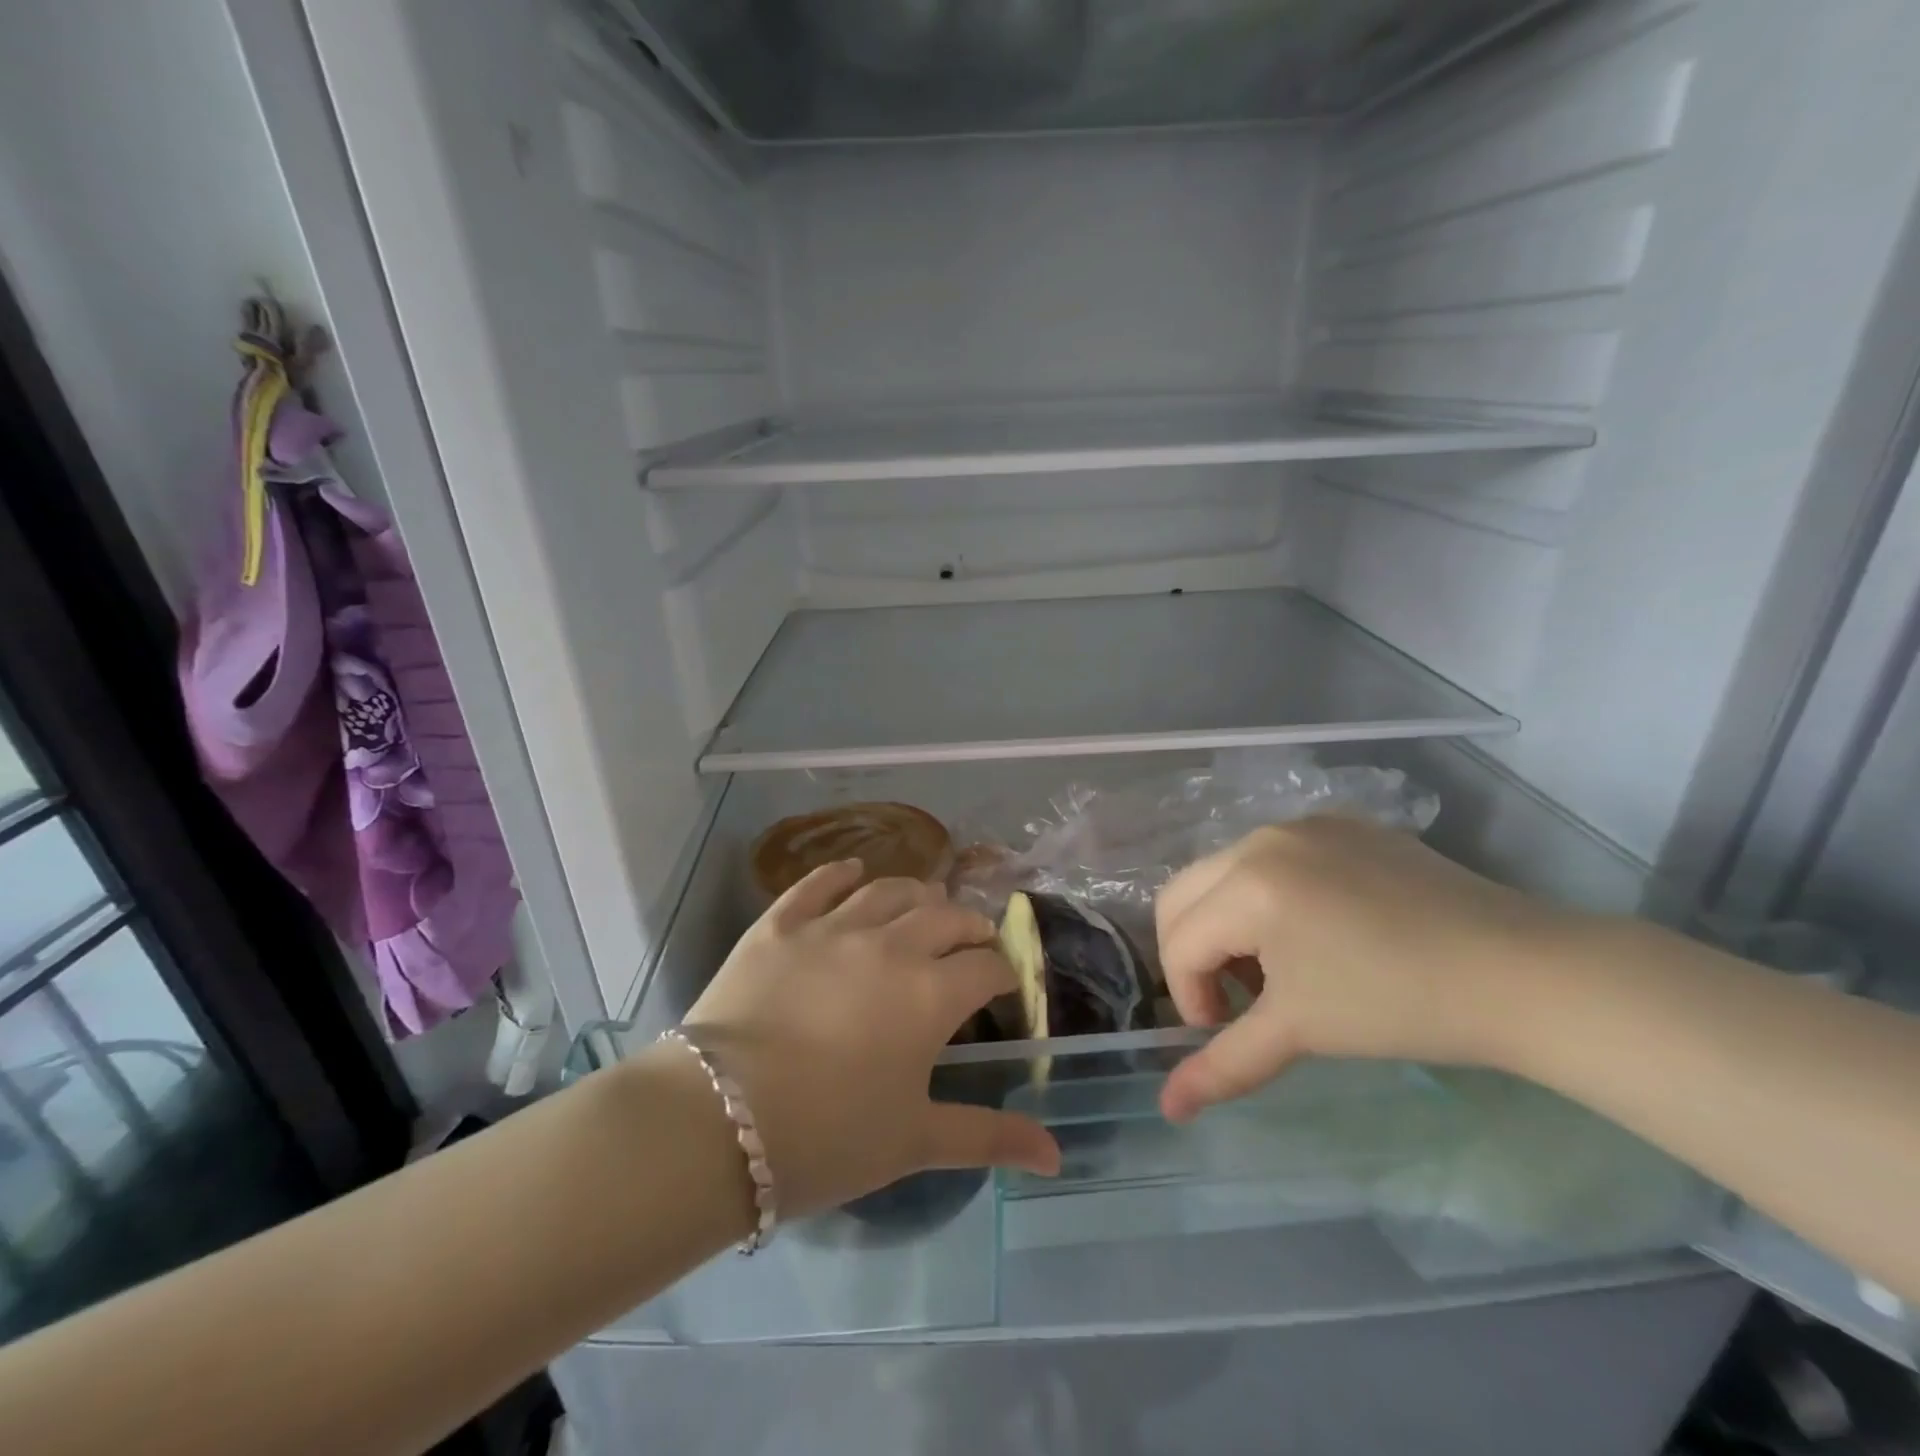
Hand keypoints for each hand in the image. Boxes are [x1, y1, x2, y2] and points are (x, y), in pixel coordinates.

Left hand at [681, 860, 1059, 1217]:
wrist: (717, 1122)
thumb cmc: (827, 1138)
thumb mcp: (914, 1141)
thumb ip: (989, 1137)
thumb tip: (1057, 1156)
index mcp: (931, 993)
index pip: (986, 966)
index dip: (1003, 974)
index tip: (1003, 989)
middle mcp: (890, 944)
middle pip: (946, 916)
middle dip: (969, 927)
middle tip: (972, 941)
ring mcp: (832, 927)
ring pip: (889, 890)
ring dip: (916, 894)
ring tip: (925, 905)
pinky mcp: (780, 923)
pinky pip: (818, 884)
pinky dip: (841, 874)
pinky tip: (853, 872)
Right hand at [1156, 818, 1577, 1122]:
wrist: (1522, 972)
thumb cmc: (1398, 1004)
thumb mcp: (1300, 1032)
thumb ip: (1223, 1066)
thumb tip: (1169, 1109)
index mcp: (1247, 883)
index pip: (1179, 942)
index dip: (1189, 997)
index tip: (1224, 1032)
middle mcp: (1262, 839)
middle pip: (1183, 896)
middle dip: (1193, 953)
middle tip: (1234, 1000)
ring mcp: (1303, 825)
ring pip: (1223, 873)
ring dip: (1226, 925)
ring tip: (1276, 970)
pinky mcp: (1340, 826)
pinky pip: (1271, 858)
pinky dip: (1265, 897)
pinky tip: (1314, 935)